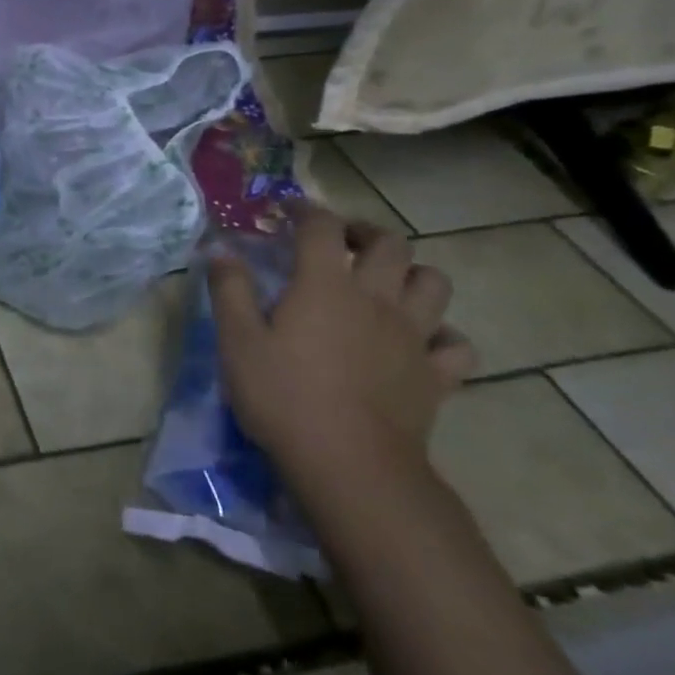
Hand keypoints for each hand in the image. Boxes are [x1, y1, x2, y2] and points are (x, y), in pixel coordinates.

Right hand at [208, 206, 474, 479]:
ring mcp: (413, 336)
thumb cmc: (283, 396)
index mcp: (326, 285)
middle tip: (341, 241)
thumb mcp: (237, 341)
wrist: (349, 463)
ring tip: (386, 283)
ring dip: (411, 273)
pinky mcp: (436, 375)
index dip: (305, 210)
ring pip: (434, 283)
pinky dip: (442, 334)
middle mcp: (377, 299)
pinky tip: (420, 341)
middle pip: (390, 244)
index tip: (287, 210)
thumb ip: (229, 290)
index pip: (321, 228)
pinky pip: (456, 343)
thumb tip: (219, 249)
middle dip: (364, 232)